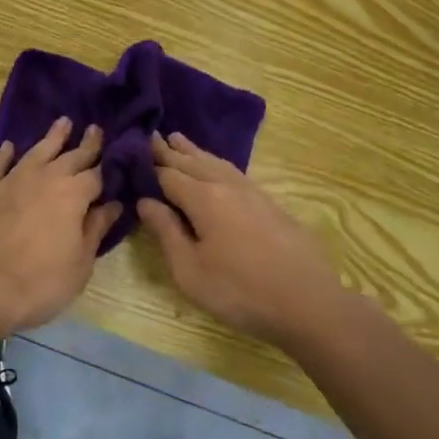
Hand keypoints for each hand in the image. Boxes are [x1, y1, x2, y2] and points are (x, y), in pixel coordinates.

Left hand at [0, 117, 120, 336]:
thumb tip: (113, 204)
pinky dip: (6, 154)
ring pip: (36, 151)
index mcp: (73, 194)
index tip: (118, 155)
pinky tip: (9, 146)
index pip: (98, 174)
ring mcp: (12, 179)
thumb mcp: (80, 263)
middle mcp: (45, 177)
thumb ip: (96, 229)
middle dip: (86, 143)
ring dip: (52, 137)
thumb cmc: (41, 281)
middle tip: (95, 128)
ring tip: (63, 122)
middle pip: (71, 156)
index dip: (109, 166)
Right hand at [136, 132, 346, 347]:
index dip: (147, 165)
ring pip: (215, 162)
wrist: (308, 302)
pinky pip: (233, 171)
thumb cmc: (240, 291)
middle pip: (191, 162)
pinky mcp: (269, 203)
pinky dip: (216, 162)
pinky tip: (216, 166)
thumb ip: (166, 231)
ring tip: (178, 139)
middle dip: (169, 151)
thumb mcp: (190, 270)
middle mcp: (226, 185)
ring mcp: (251, 191)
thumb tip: (145, 201)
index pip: (167, 174)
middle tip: (150, 136)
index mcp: (203, 198)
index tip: (130, 151)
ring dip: (194, 151)